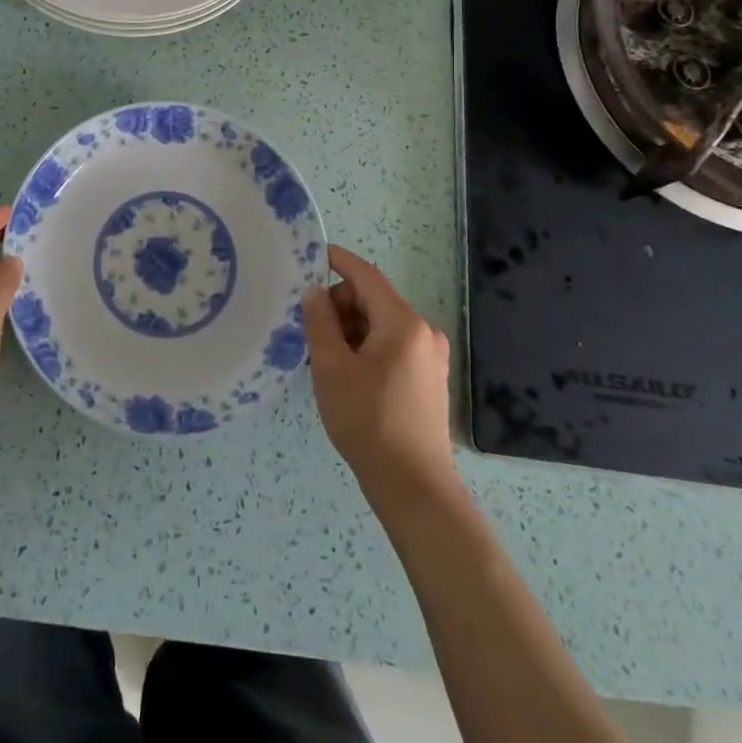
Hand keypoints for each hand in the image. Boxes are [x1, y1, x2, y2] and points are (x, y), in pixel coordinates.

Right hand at [303, 245, 454, 500]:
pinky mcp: (429, 379)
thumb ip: (320, 322)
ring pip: (381, 325)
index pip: (366, 276)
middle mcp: (423, 332)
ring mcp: (430, 357)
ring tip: (325, 360)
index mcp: (403, 323)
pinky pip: (392, 346)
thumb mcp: (331, 368)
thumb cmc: (368, 421)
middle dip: (340, 307)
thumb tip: (314, 291)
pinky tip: (347, 375)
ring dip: (351, 331)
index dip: (338, 261)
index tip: (311, 255)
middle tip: (311, 333)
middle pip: (373, 301)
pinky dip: (366, 348)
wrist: (413, 487)